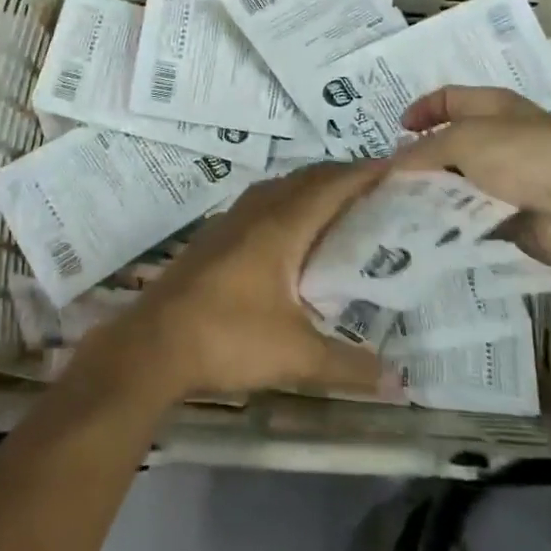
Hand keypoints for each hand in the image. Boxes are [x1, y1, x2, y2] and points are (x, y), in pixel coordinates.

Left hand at [102, 161, 392, 402]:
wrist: (151, 345)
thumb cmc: (228, 339)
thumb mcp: (296, 357)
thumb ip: (349, 366)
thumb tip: (399, 383)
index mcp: (282, 225)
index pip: (332, 185)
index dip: (365, 173)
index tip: (396, 168)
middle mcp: (257, 211)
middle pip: (307, 179)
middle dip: (342, 176)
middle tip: (377, 189)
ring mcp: (230, 220)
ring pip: (280, 188)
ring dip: (311, 188)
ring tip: (340, 207)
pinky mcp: (214, 236)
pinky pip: (261, 203)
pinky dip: (287, 204)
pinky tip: (291, 234)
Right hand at [394, 87, 550, 270]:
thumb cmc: (522, 157)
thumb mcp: (464, 140)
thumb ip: (424, 150)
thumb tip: (393, 164)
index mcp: (494, 106)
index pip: (450, 98)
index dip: (422, 109)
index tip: (397, 131)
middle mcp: (500, 137)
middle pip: (450, 143)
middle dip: (420, 159)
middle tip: (390, 178)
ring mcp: (508, 178)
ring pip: (458, 181)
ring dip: (432, 192)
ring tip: (400, 206)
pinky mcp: (511, 214)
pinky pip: (471, 213)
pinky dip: (451, 219)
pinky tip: (426, 228)